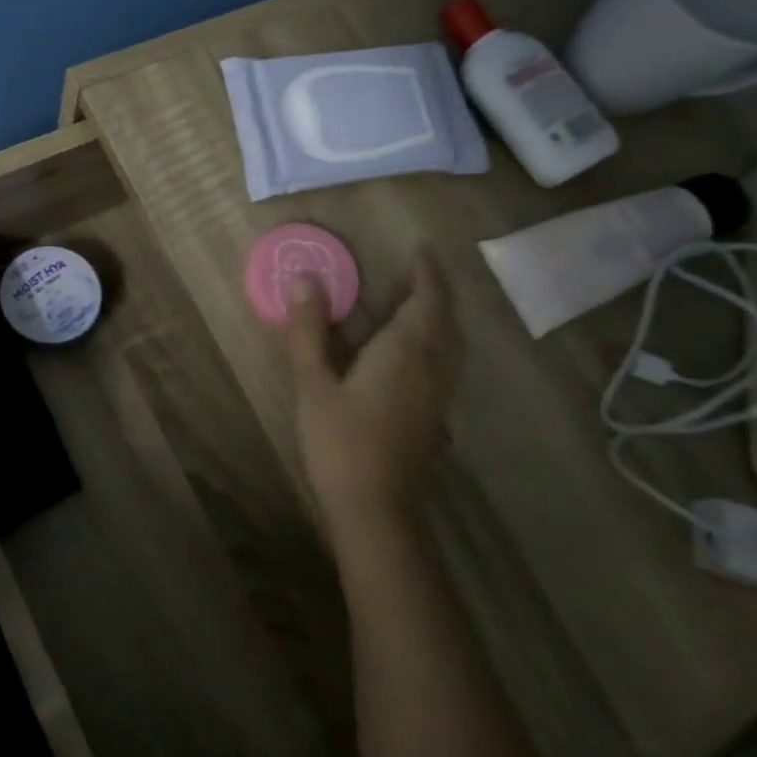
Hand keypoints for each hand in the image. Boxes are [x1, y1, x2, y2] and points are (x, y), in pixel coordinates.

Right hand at [282, 255, 459, 542]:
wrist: (374, 508)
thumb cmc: (340, 441)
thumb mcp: (313, 383)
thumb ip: (309, 331)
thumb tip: (304, 280)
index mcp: (406, 351)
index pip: (428, 299)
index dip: (427, 272)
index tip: (419, 249)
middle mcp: (433, 366)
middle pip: (446, 318)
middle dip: (436, 291)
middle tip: (416, 272)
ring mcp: (438, 393)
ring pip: (451, 342)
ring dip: (440, 316)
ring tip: (417, 303)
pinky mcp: (434, 414)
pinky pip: (446, 362)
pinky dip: (437, 340)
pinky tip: (414, 351)